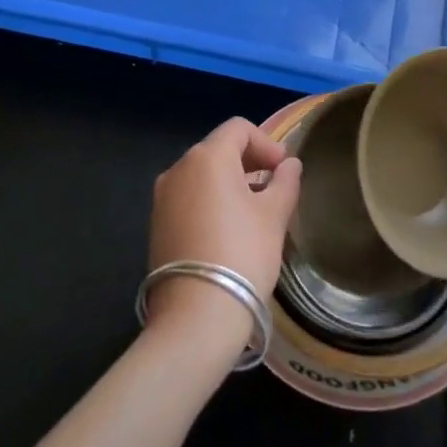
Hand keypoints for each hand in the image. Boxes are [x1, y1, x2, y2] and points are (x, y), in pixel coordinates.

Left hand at [147, 118, 301, 346]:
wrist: (196, 317)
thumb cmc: (242, 254)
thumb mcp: (274, 215)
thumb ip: (285, 182)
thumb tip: (290, 165)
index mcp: (206, 157)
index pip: (239, 129)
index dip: (266, 143)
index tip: (284, 170)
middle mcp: (178, 168)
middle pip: (218, 149)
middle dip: (249, 162)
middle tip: (274, 188)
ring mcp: (162, 198)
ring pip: (202, 175)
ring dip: (230, 183)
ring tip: (255, 212)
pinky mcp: (156, 225)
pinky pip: (189, 198)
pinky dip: (211, 202)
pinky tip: (229, 230)